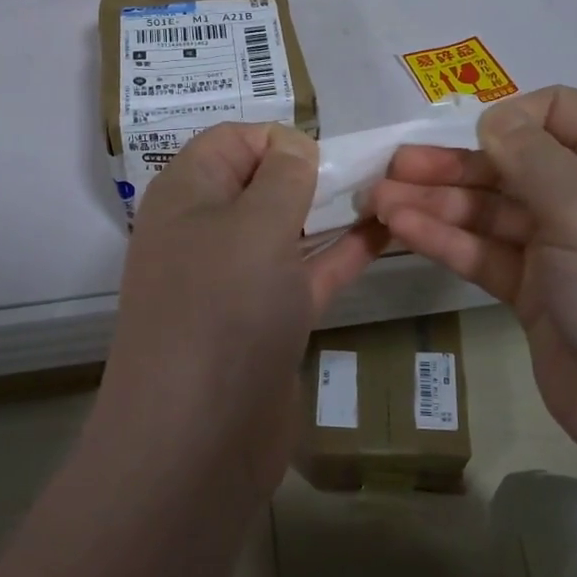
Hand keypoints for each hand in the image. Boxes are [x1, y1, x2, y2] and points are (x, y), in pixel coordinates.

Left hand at [102, 122, 387, 494]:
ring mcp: (234, 282)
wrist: (198, 438)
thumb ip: (281, 176)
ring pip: (287, 230)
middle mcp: (204, 232)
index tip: (325, 155)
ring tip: (390, 192)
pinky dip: (340, 253)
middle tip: (371, 170)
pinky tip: (386, 235)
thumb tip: (293, 146)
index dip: (278, 139)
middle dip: (311, 173)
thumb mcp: (254, 224)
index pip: (230, 140)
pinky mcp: (264, 322)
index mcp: (185, 195)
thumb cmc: (222, 309)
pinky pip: (304, 273)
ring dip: (332, 210)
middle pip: (260, 184)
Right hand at [366, 87, 576, 464]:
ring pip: (488, 212)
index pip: (560, 113)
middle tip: (391, 168)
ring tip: (377, 201)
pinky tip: (401, 230)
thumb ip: (534, 159)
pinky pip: (482, 254)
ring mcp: (558, 249)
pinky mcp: (531, 293)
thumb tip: (493, 117)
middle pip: (511, 165)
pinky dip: (444, 240)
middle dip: (452, 165)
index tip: (471, 137)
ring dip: (435, 203)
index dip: (513, 118)